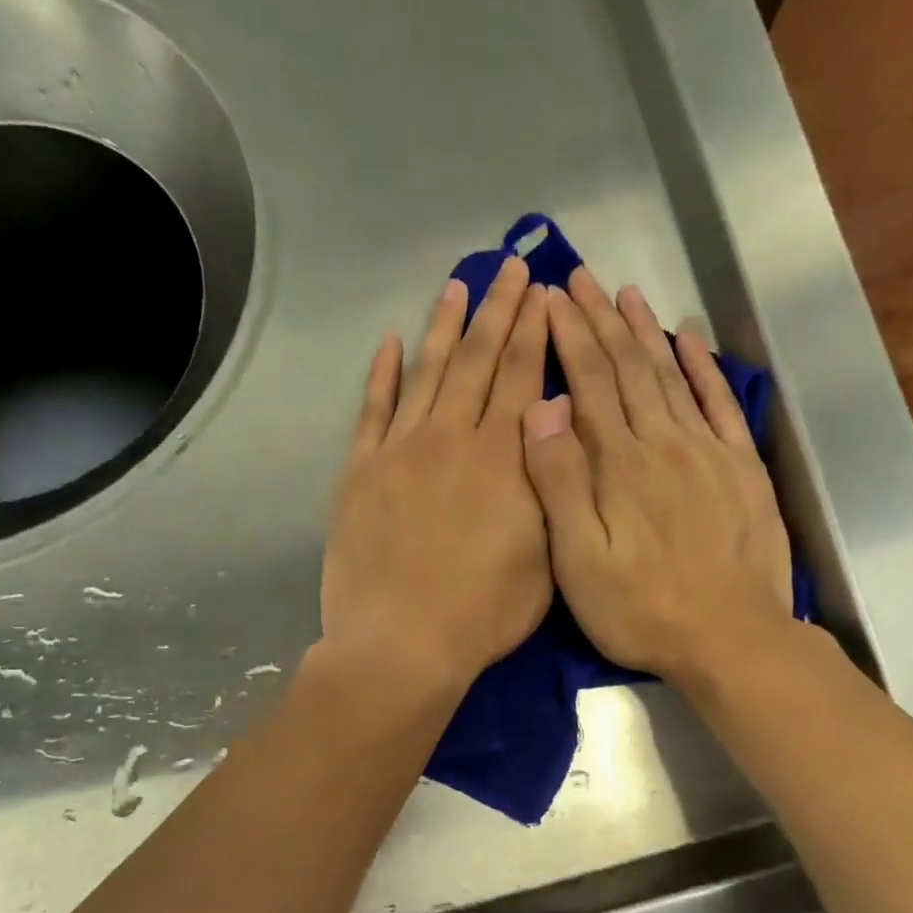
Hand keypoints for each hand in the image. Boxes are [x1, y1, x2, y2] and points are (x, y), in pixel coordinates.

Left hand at [322, 256, 551, 693]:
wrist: (402, 643)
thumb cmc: (485, 611)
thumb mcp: (547, 555)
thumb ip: (551, 483)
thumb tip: (551, 422)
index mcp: (504, 458)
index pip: (523, 377)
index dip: (535, 331)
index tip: (543, 292)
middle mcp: (453, 438)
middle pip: (479, 360)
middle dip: (499, 310)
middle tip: (512, 269)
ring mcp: (401, 450)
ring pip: (428, 373)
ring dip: (445, 326)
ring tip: (458, 285)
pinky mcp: (361, 470)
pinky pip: (372, 409)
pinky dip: (382, 373)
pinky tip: (391, 343)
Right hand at [521, 269, 794, 690]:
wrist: (732, 639)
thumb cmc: (642, 609)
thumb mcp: (580, 561)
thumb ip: (560, 484)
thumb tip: (542, 409)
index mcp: (619, 464)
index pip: (587, 383)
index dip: (568, 337)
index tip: (550, 298)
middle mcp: (663, 443)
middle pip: (627, 368)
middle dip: (600, 320)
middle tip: (579, 278)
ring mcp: (708, 452)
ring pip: (670, 376)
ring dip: (646, 332)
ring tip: (626, 293)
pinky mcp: (742, 468)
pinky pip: (721, 404)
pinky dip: (704, 368)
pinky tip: (690, 339)